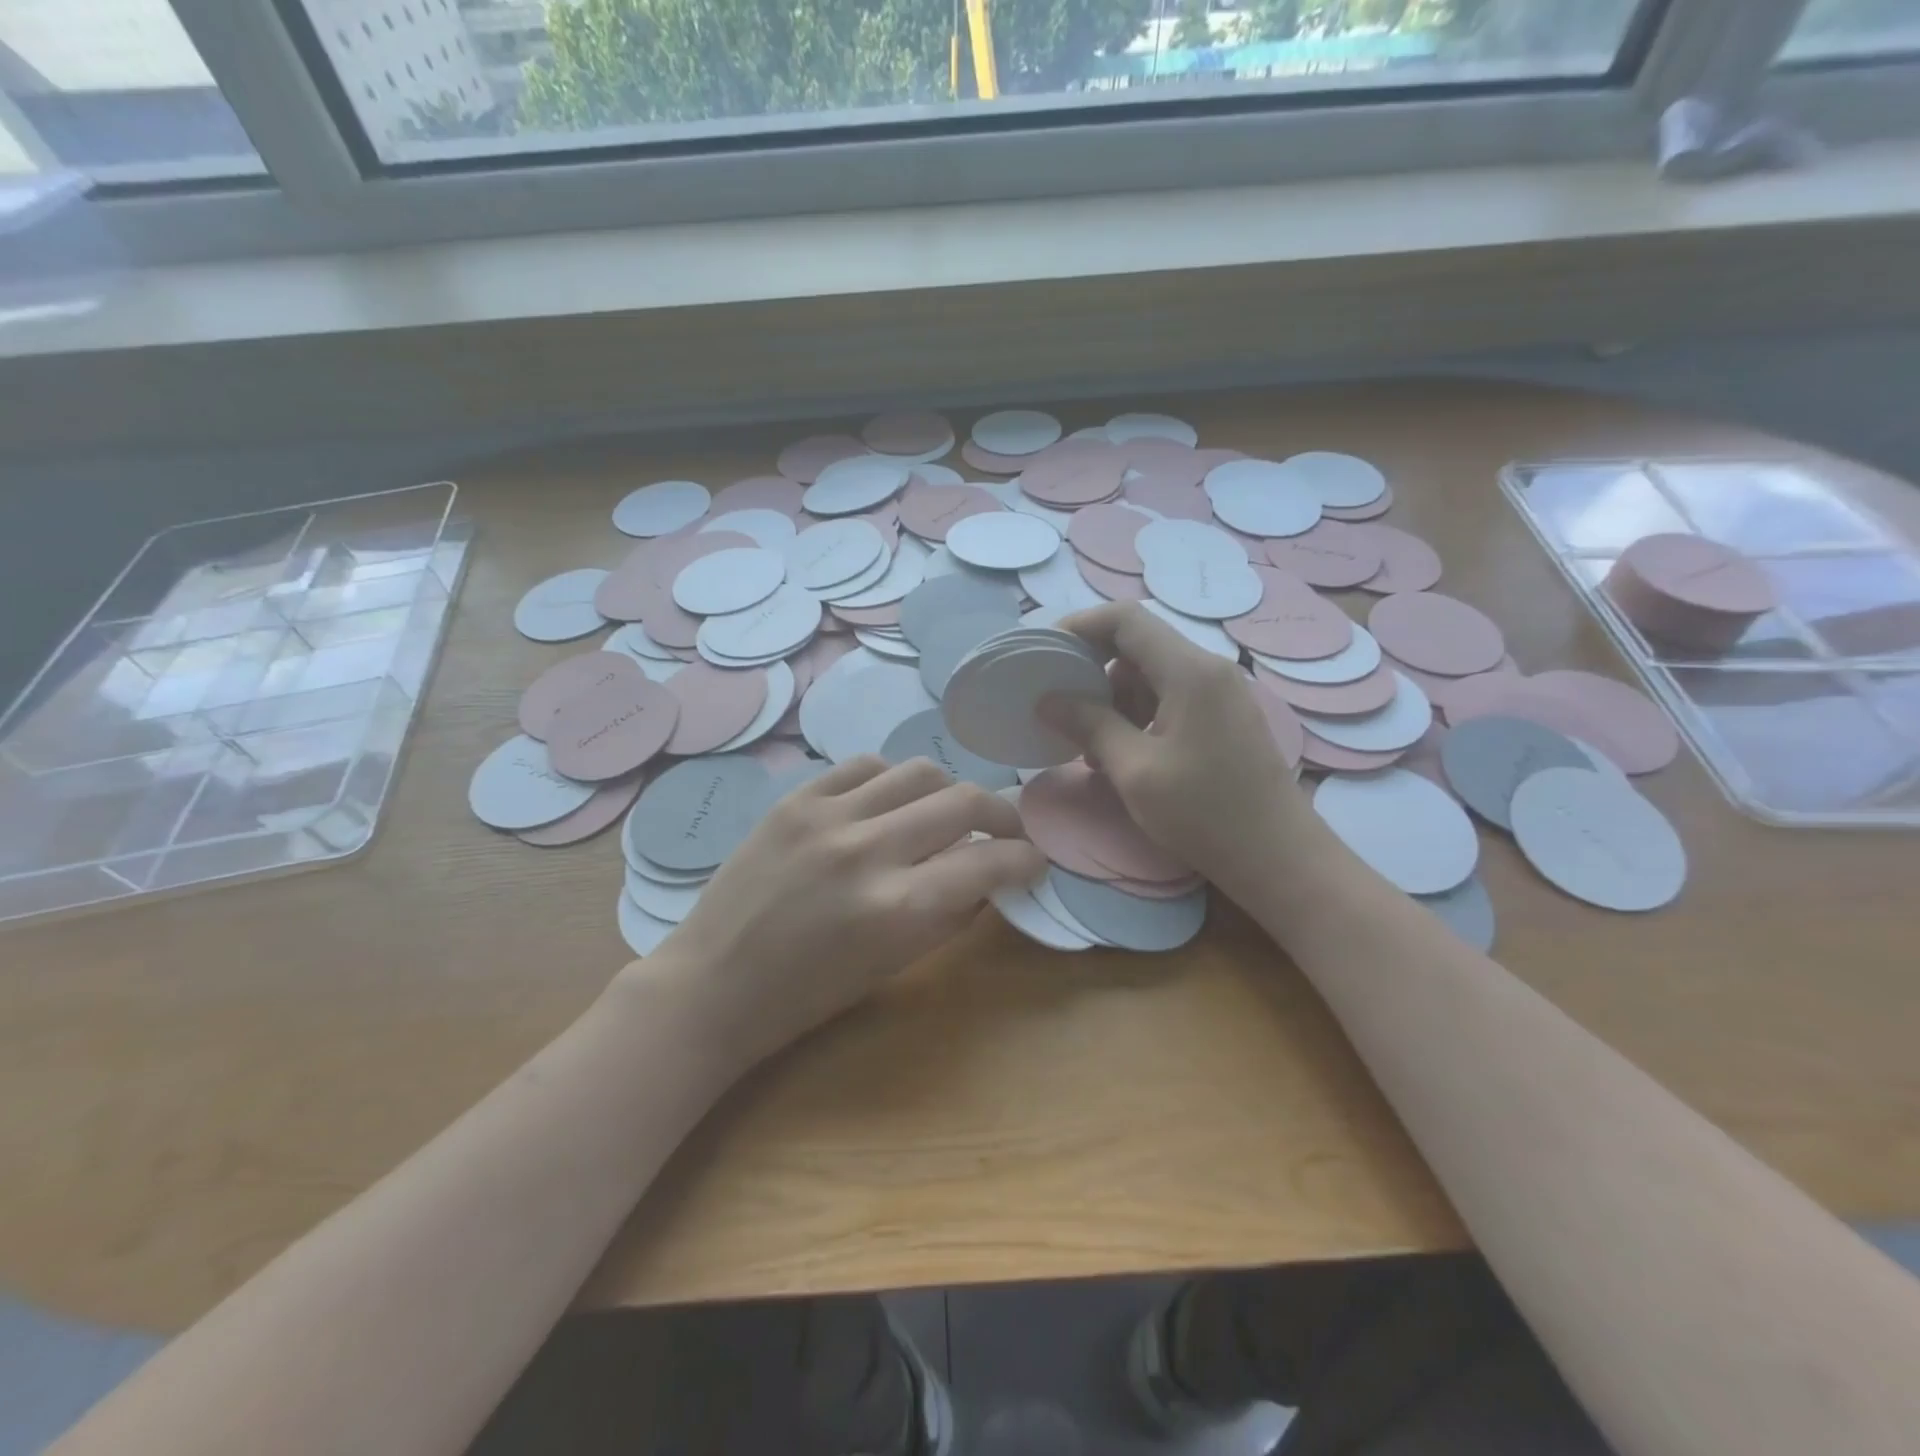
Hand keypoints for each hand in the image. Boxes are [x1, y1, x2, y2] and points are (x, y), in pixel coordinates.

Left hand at [633, 756, 1044, 1069]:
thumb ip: (950, 916)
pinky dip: (892, 780)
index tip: (1034, 859)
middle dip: (1002, 815)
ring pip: (919, 772)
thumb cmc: (807, 997)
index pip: (988, 862)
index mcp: (896, 908)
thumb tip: (990, 876)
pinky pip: (865, 765)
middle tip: (1006, 830)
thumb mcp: (893, 966)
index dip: (1025, 858)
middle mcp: (868, 850)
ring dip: (949, 791)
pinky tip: (891, 802)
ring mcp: (828, 816)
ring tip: (947, 813)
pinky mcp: (795, 799)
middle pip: (963, 801)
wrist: (712, 985)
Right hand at [1042, 602, 1317, 897]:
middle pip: (1137, 645)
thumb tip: (1048, 699)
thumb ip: (1090, 725)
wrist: (1279, 858)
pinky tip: (1120, 753)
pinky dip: (1137, 716)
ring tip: (1088, 744)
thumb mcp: (1135, 771)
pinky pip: (1168, 698)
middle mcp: (1207, 669)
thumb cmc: (1204, 813)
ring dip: (1113, 699)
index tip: (1045, 653)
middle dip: (1093, 669)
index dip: (1080, 626)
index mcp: (1189, 671)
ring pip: (1150, 674)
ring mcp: (1219, 693)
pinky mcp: (1221, 718)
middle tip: (1059, 705)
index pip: (1126, 619)